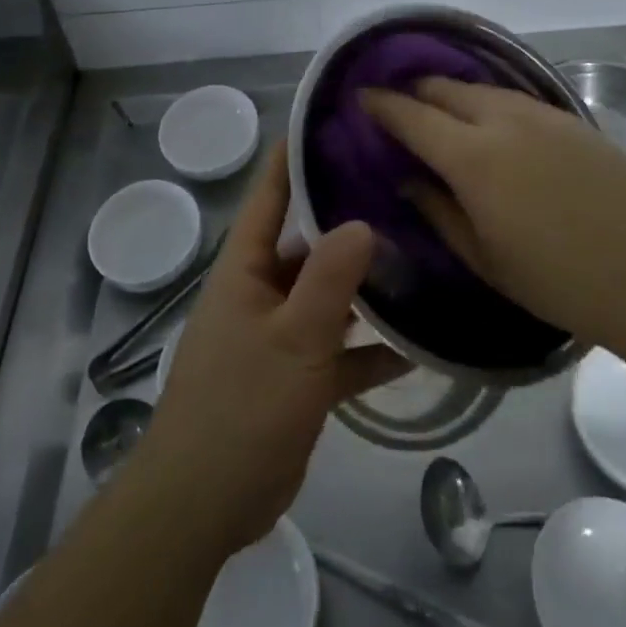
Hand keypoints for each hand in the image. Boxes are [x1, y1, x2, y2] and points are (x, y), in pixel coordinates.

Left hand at [135, 143, 409, 554]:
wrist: (204, 506)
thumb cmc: (240, 407)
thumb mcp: (292, 338)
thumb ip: (328, 280)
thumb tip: (361, 220)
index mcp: (246, 264)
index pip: (271, 192)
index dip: (297, 153)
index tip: (337, 120)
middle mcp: (263, 286)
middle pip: (310, 238)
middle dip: (349, 214)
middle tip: (402, 185)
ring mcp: (282, 331)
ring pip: (330, 292)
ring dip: (368, 282)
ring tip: (421, 251)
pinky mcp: (299, 375)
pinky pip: (341, 349)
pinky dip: (372, 347)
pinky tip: (419, 343)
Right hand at [361, 77, 625, 346]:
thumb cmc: (560, 281)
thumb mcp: (485, 259)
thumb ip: (438, 211)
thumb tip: (409, 178)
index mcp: (473, 157)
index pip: (412, 115)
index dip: (382, 104)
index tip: (362, 96)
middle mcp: (503, 120)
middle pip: (445, 88)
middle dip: (415, 90)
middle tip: (400, 104)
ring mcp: (543, 114)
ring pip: (483, 88)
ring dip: (454, 94)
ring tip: (443, 111)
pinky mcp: (573, 119)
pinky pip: (516, 98)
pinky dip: (491, 102)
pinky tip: (495, 123)